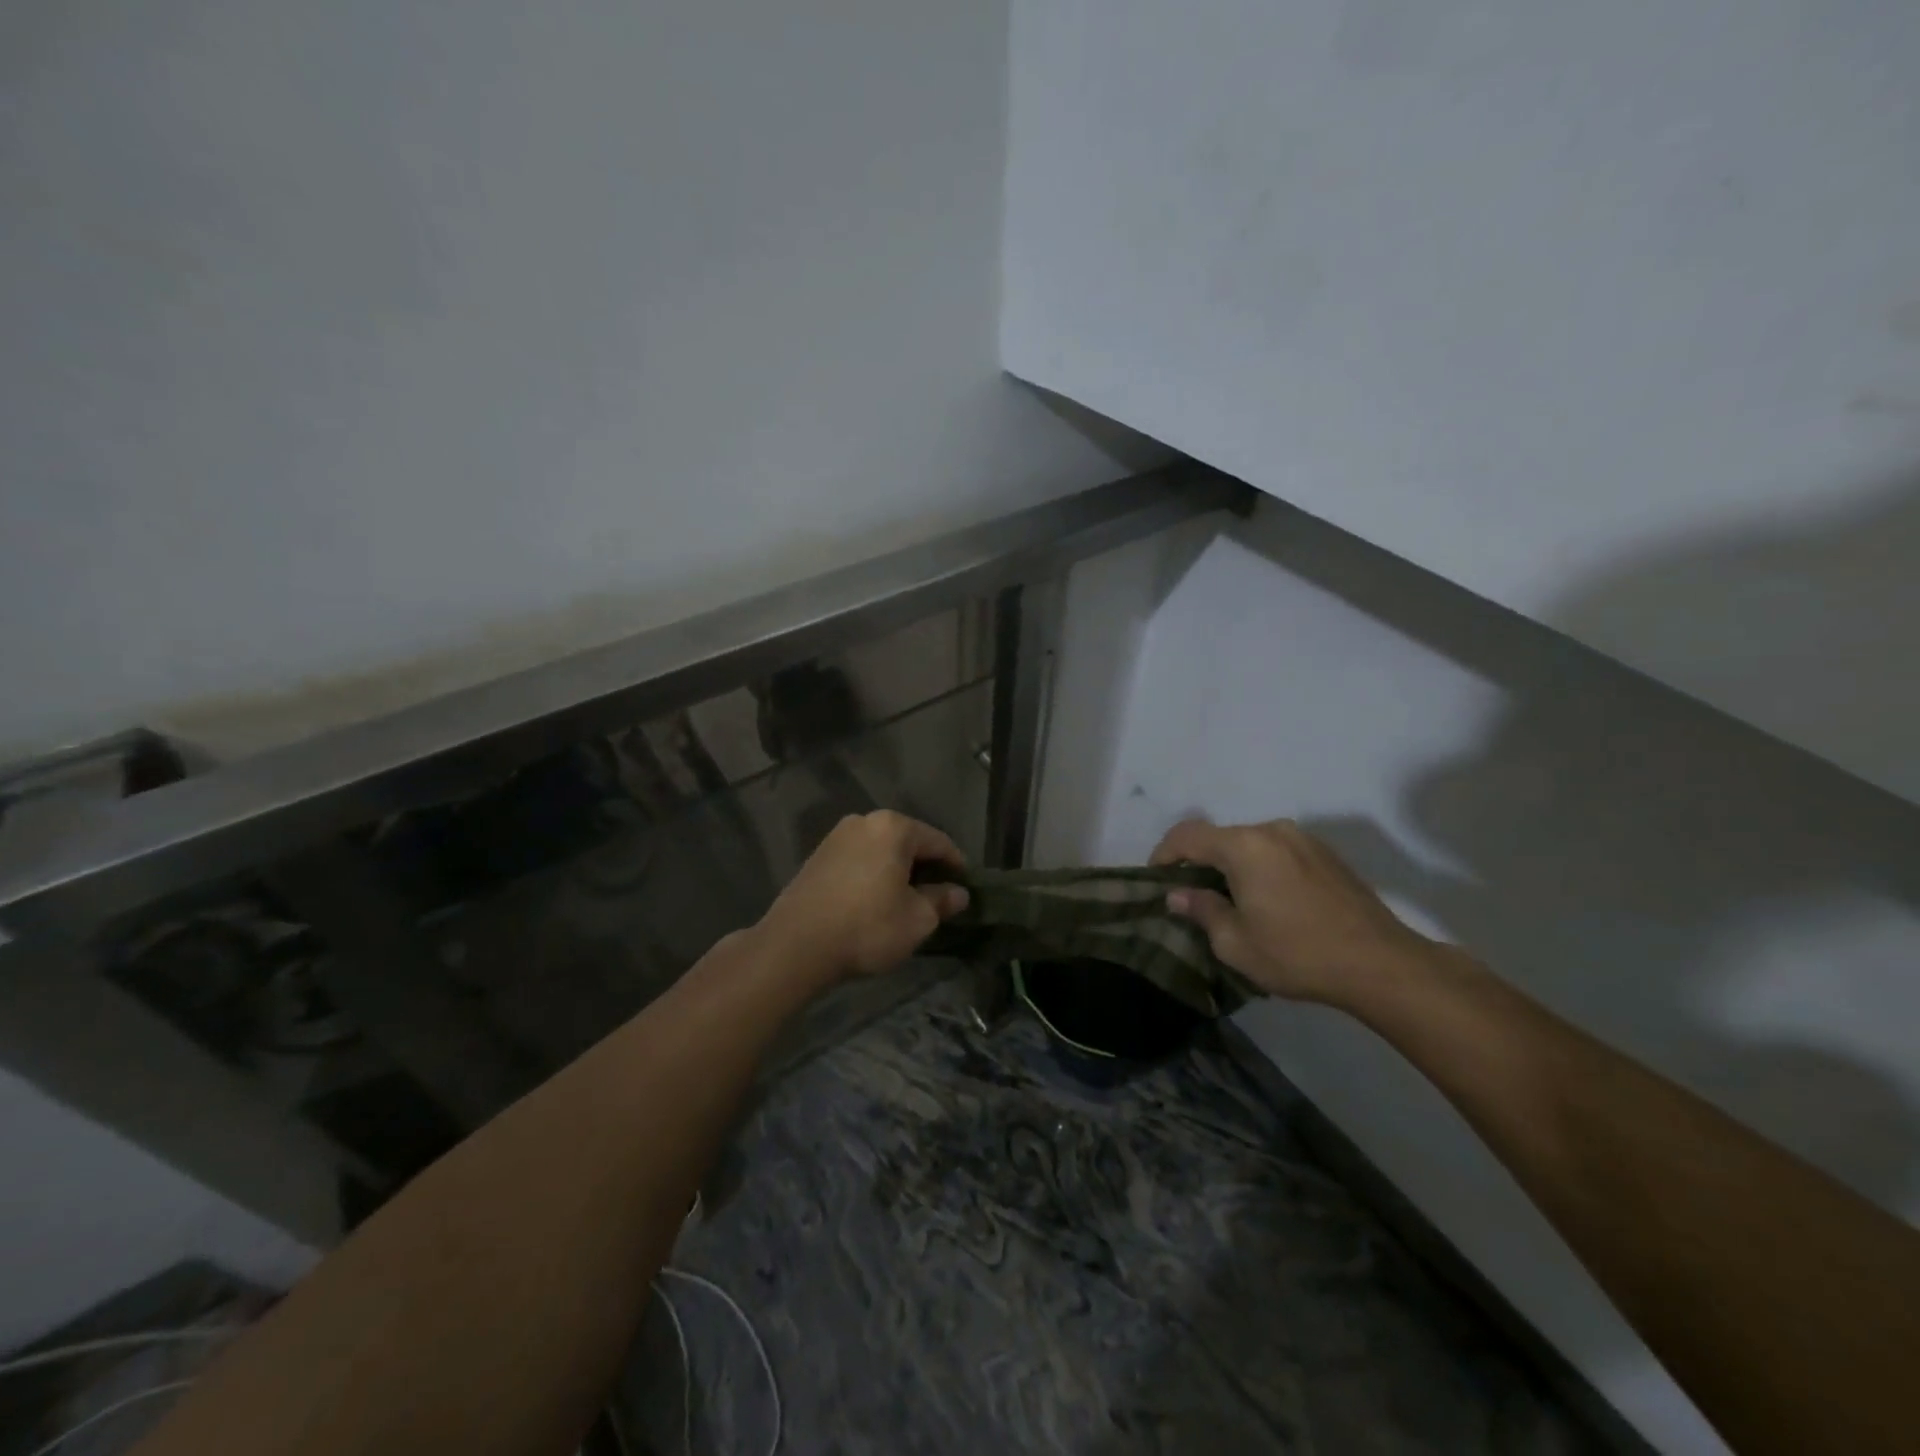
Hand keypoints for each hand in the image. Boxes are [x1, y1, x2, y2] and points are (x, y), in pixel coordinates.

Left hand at [757, 811, 969, 982]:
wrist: (795, 945)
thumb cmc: (867, 927)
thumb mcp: (917, 920)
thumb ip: (942, 901)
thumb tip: (958, 894)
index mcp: (894, 827)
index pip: (939, 842)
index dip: (957, 866)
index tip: (966, 889)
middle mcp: (864, 821)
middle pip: (908, 842)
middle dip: (925, 868)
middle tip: (938, 897)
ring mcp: (836, 837)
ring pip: (882, 851)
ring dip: (898, 872)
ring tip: (907, 902)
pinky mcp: (817, 857)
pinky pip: (859, 860)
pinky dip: (874, 875)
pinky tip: (876, 901)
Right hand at [1150, 818, 1432, 1004]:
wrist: (1380, 963)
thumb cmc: (1298, 954)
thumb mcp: (1235, 943)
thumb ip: (1201, 910)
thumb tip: (1178, 894)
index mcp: (1243, 846)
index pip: (1187, 835)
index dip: (1164, 854)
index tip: (1156, 880)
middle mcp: (1271, 830)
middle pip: (1219, 837)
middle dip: (1199, 862)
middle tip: (1191, 897)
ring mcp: (1303, 839)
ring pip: (1250, 844)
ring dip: (1231, 865)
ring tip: (1231, 901)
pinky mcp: (1326, 854)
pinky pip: (1277, 852)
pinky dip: (1260, 868)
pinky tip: (1268, 901)